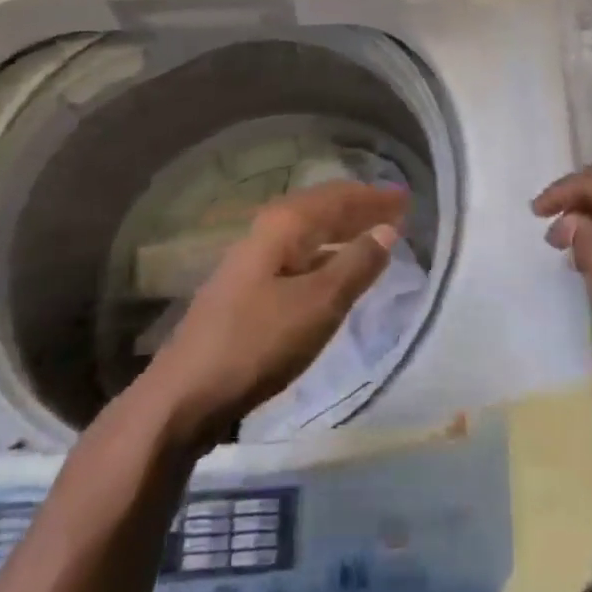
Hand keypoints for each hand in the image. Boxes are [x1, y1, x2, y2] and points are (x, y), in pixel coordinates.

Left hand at [138, 181, 405, 449]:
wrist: (185, 395)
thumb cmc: (257, 343)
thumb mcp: (318, 304)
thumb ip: (356, 264)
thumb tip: (387, 229)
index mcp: (283, 226)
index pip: (337, 197)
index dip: (373, 196)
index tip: (406, 198)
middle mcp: (266, 233)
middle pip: (320, 210)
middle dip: (359, 209)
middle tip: (396, 212)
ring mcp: (252, 262)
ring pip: (308, 234)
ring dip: (343, 231)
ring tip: (374, 237)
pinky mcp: (248, 291)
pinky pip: (299, 257)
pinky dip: (326, 256)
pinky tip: (336, 273)